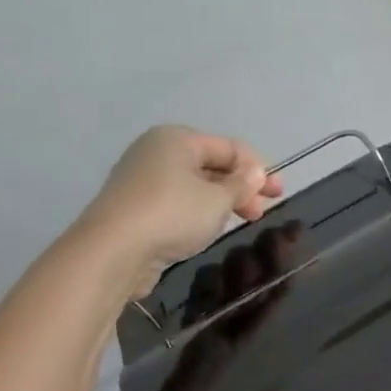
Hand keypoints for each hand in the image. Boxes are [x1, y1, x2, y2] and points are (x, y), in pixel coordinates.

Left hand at [78, 126, 283, 299]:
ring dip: (222, 201)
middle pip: (211, 165)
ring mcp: (142, 180)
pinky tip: (211, 227)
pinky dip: (199, 212)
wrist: (113, 251)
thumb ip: (241, 185)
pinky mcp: (135, 208)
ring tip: (242, 219)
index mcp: (177, 139)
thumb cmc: (173, 214)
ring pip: (194, 186)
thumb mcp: (218, 200)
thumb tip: (256, 172)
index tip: (277, 192)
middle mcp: (157, 152)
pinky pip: (177, 202)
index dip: (257, 168)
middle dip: (241, 186)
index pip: (229, 147)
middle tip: (264, 209)